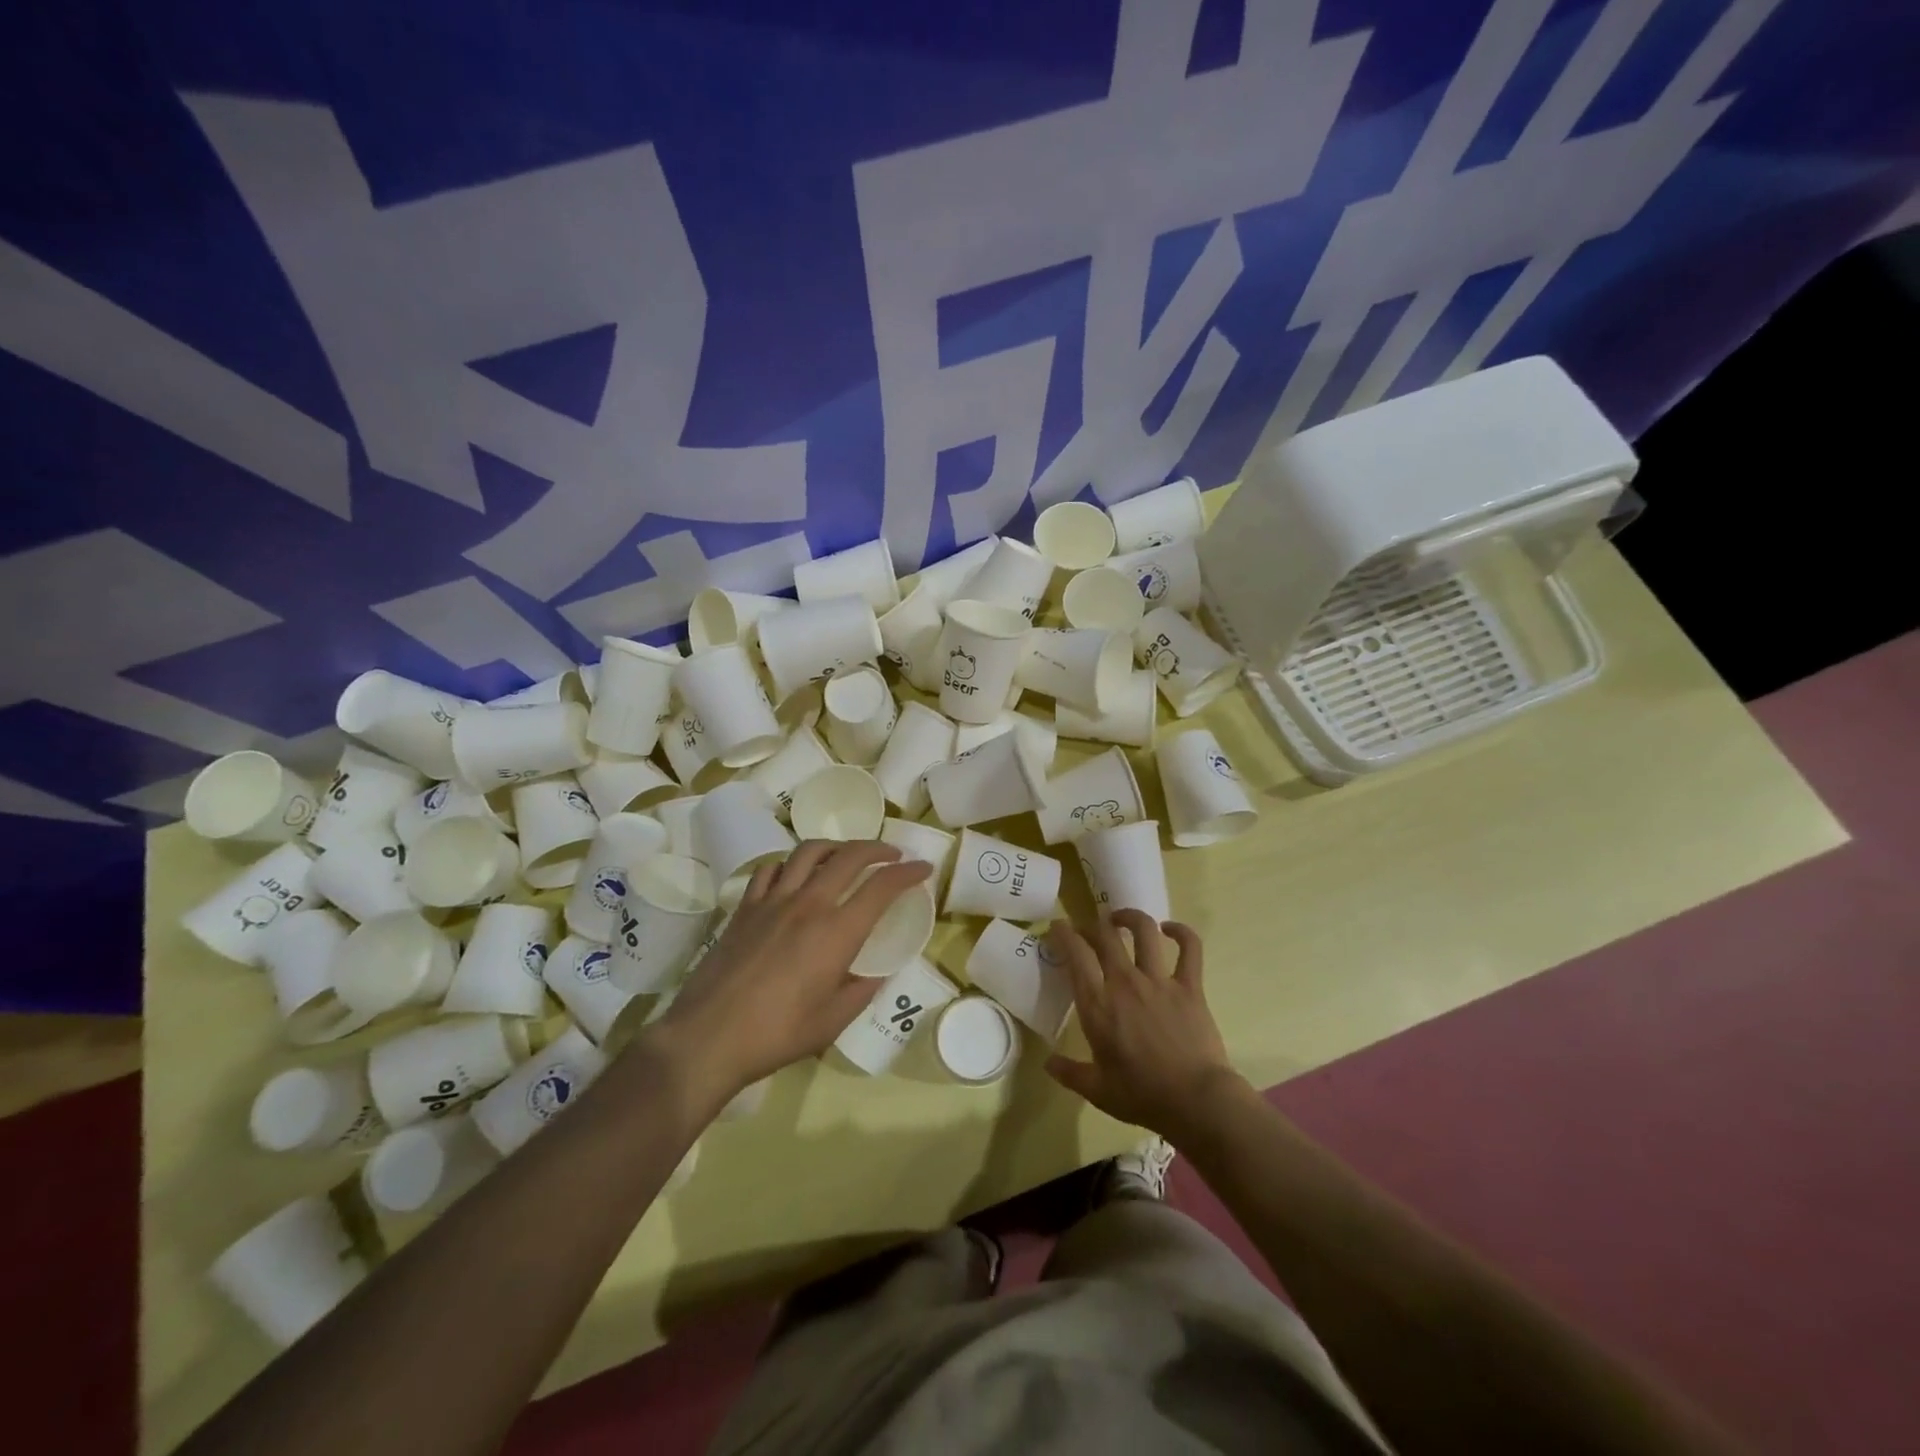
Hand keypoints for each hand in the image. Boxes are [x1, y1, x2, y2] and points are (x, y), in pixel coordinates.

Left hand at [649, 840, 931, 1108]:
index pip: (882, 887)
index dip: (908, 873)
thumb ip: (861, 991)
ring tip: (847, 855)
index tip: (923, 868)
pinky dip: (791, 864)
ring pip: (810, 851)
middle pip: (850, 856)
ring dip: (836, 846)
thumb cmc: (777, 1034)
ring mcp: (773, 900)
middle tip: (893, 855)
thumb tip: (877, 972)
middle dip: (878, 848)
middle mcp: (809, 904)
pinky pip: (772, 869)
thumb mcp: (832, 1022)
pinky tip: (795, 875)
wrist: (708, 1036)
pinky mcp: (746, 906)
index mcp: (837, 932)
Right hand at [1045, 909, 1243, 1139]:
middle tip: (1089, 929)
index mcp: (1098, 1005)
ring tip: (1122, 918)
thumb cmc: (1142, 1096)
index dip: (1064, 934)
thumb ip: (1069, 1073)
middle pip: (1105, 935)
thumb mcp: (1097, 1090)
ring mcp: (1159, 980)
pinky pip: (1189, 948)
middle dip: (1092, 925)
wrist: (1196, 1101)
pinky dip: (1181, 932)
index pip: (1076, 955)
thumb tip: (1047, 1063)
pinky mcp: (1189, 986)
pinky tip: (1171, 929)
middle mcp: (1125, 982)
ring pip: (1144, 931)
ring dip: (1130, 917)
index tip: (1058, 926)